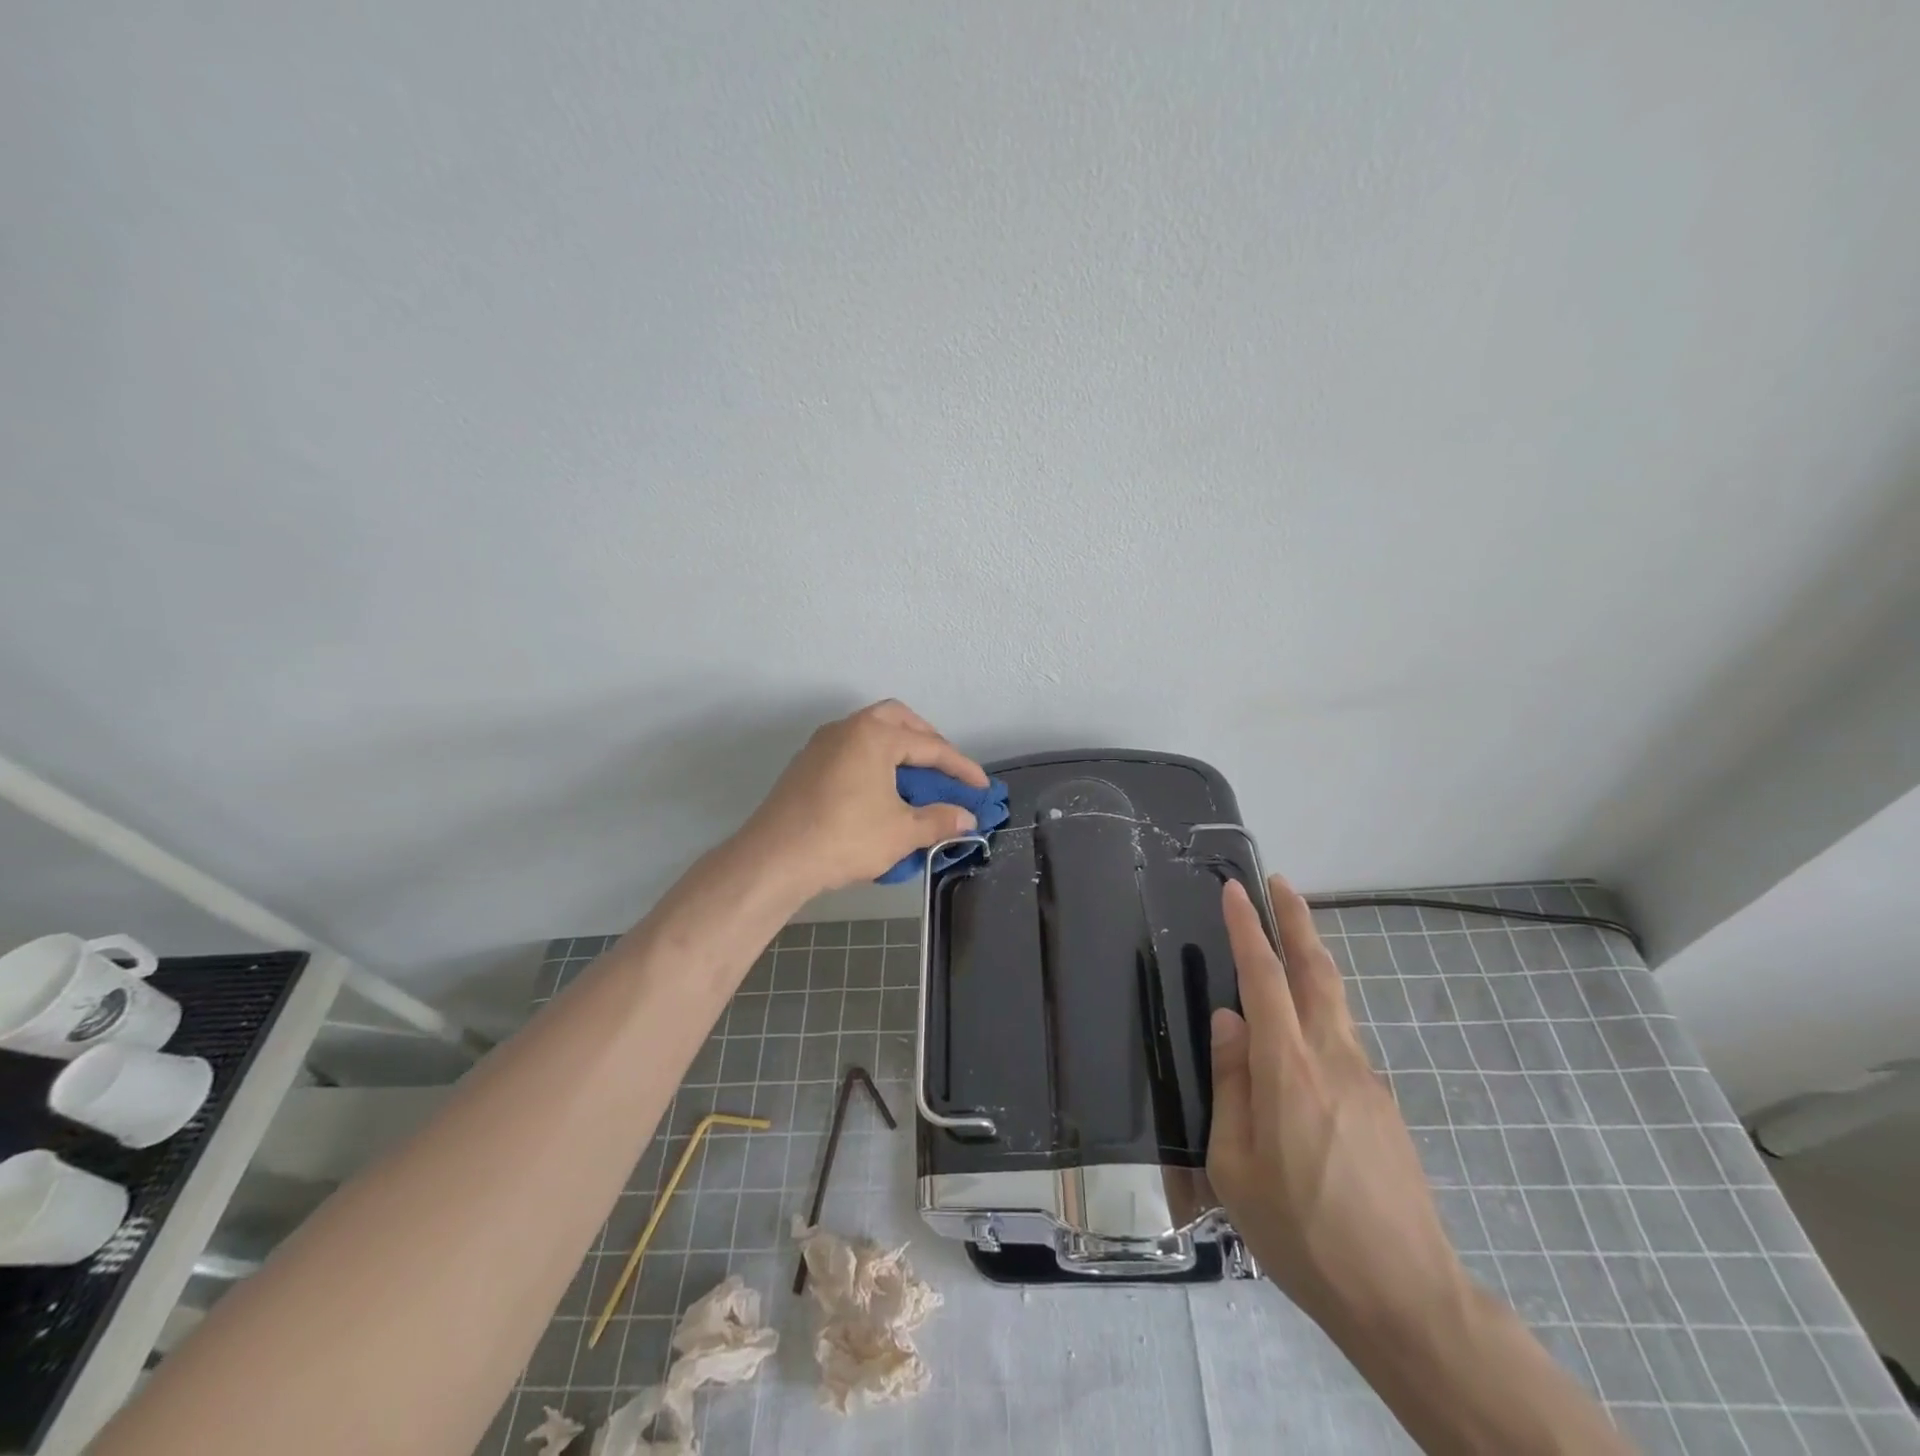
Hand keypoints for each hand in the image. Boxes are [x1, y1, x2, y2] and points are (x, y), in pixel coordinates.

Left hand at [740, 700, 988, 896]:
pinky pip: (850, 749)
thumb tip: (967, 819)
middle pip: (897, 719)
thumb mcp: (901, 832)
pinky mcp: (805, 765)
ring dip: (897, 747)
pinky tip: (879, 789)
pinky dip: (873, 760)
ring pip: (869, 731)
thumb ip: (939, 820)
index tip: (981, 787)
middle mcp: (847, 728)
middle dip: (927, 740)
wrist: (774, 859)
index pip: (930, 746)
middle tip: (944, 767)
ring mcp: (821, 744)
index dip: (961, 767)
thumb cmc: (844, 838)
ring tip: (916, 777)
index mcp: (874, 735)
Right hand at [1207, 875, 1467, 1340]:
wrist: (1407, 1298)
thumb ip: (1231, 1085)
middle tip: (1280, 884)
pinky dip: (1319, 1011)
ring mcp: (1367, 1081)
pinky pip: (1343, 1040)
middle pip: (1316, 971)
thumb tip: (1228, 1021)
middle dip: (1297, 921)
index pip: (1264, 978)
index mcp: (1289, 1069)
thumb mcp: (1235, 1166)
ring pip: (1335, 1002)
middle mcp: (1333, 1059)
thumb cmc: (1302, 1232)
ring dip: (1311, 960)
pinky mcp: (1384, 1106)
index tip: (1236, 890)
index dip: (1248, 929)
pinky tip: (1301, 1040)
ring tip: (1287, 943)